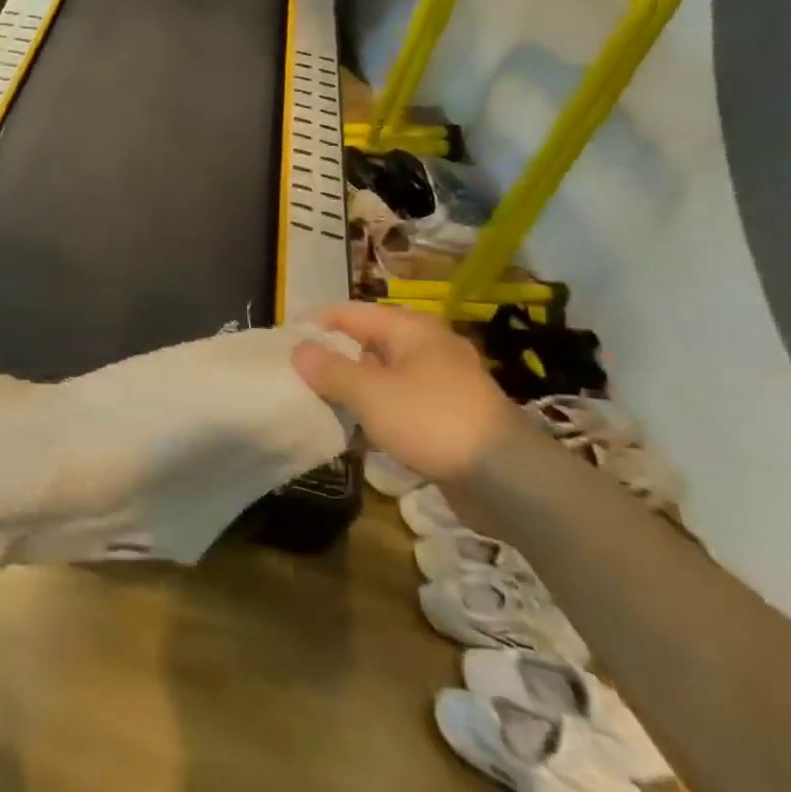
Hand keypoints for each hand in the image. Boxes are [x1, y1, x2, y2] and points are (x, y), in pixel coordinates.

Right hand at [292, 302, 517, 481]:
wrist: (506, 479)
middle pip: (367, 342)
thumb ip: (329, 369)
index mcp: (411, 329)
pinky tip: (356, 428)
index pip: (351, 313)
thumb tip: (298, 350)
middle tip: (296, 373)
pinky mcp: (448, 415)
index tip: (283, 340)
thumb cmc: (431, 420)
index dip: (316, 323)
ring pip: (382, 374)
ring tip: (318, 400)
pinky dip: (375, 409)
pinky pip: (399, 401)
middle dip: (332, 356)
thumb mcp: (369, 393)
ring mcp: (441, 382)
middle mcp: (427, 347)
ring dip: (352, 386)